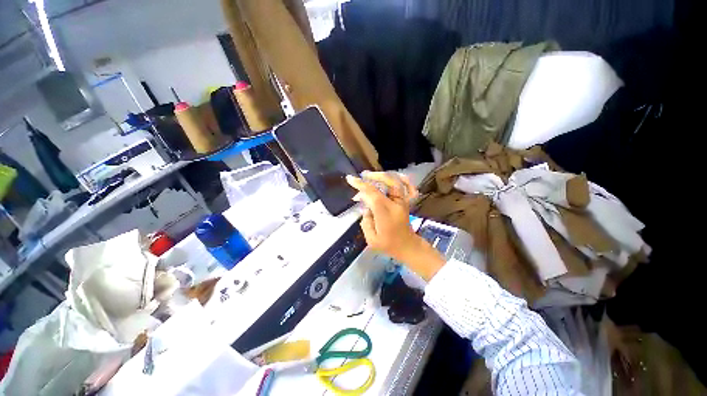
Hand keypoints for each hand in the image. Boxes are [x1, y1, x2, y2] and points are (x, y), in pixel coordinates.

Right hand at [346, 172, 444, 280]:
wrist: (407, 247)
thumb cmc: (388, 245)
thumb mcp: (371, 239)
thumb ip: (366, 222)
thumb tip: (365, 208)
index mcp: (385, 214)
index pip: (373, 194)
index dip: (361, 185)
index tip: (350, 179)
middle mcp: (396, 205)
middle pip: (387, 183)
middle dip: (373, 177)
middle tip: (362, 176)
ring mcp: (403, 202)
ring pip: (396, 182)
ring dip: (383, 176)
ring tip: (371, 175)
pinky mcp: (405, 202)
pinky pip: (407, 187)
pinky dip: (402, 179)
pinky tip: (396, 175)